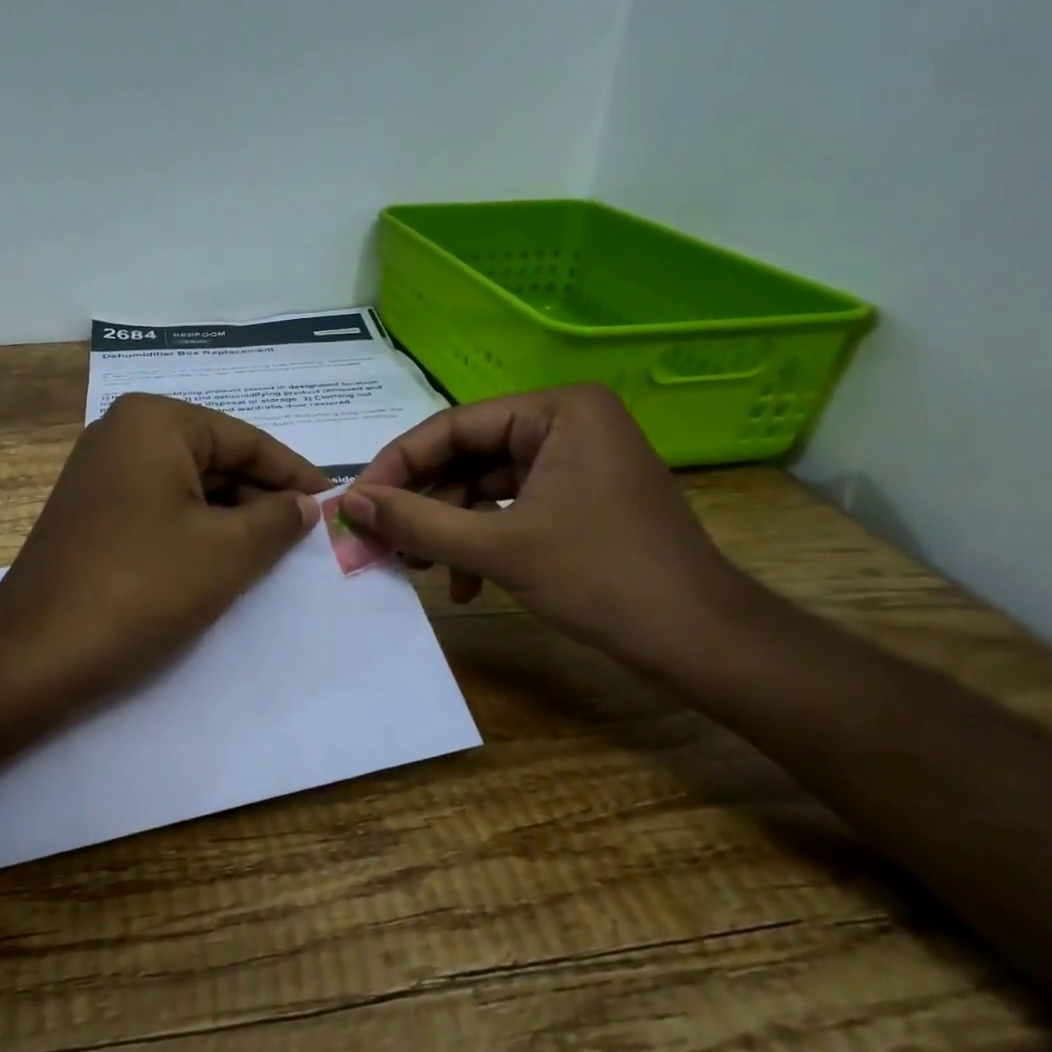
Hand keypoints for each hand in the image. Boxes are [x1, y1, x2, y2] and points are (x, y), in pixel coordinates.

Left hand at [0, 393, 327, 707]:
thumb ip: (278, 518)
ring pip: (188, 486)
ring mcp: (100, 471)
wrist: (36, 653)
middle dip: (262, 498)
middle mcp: (122, 431)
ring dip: (231, 518)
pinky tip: (224, 560)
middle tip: (307, 536)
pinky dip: (196, 530)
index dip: (295, 474)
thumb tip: (306, 504)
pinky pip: (160, 507)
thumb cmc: (142, 588)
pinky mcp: (91, 510)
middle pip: (216, 459)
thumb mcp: (229, 551)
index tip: (334, 502)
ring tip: (273, 553)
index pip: (246, 441)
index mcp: (155, 422)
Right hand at [341, 385, 745, 670]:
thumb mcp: (498, 547)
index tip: (355, 504)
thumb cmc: (602, 578)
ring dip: (448, 530)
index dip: (396, 466)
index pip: (452, 427)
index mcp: (557, 410)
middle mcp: (566, 423)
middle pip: (466, 457)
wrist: (701, 641)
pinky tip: (465, 585)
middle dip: (423, 505)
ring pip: (483, 487)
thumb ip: (417, 522)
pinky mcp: (578, 498)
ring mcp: (574, 462)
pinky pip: (510, 508)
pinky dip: (481, 542)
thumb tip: (349, 503)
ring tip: (417, 569)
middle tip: (381, 540)